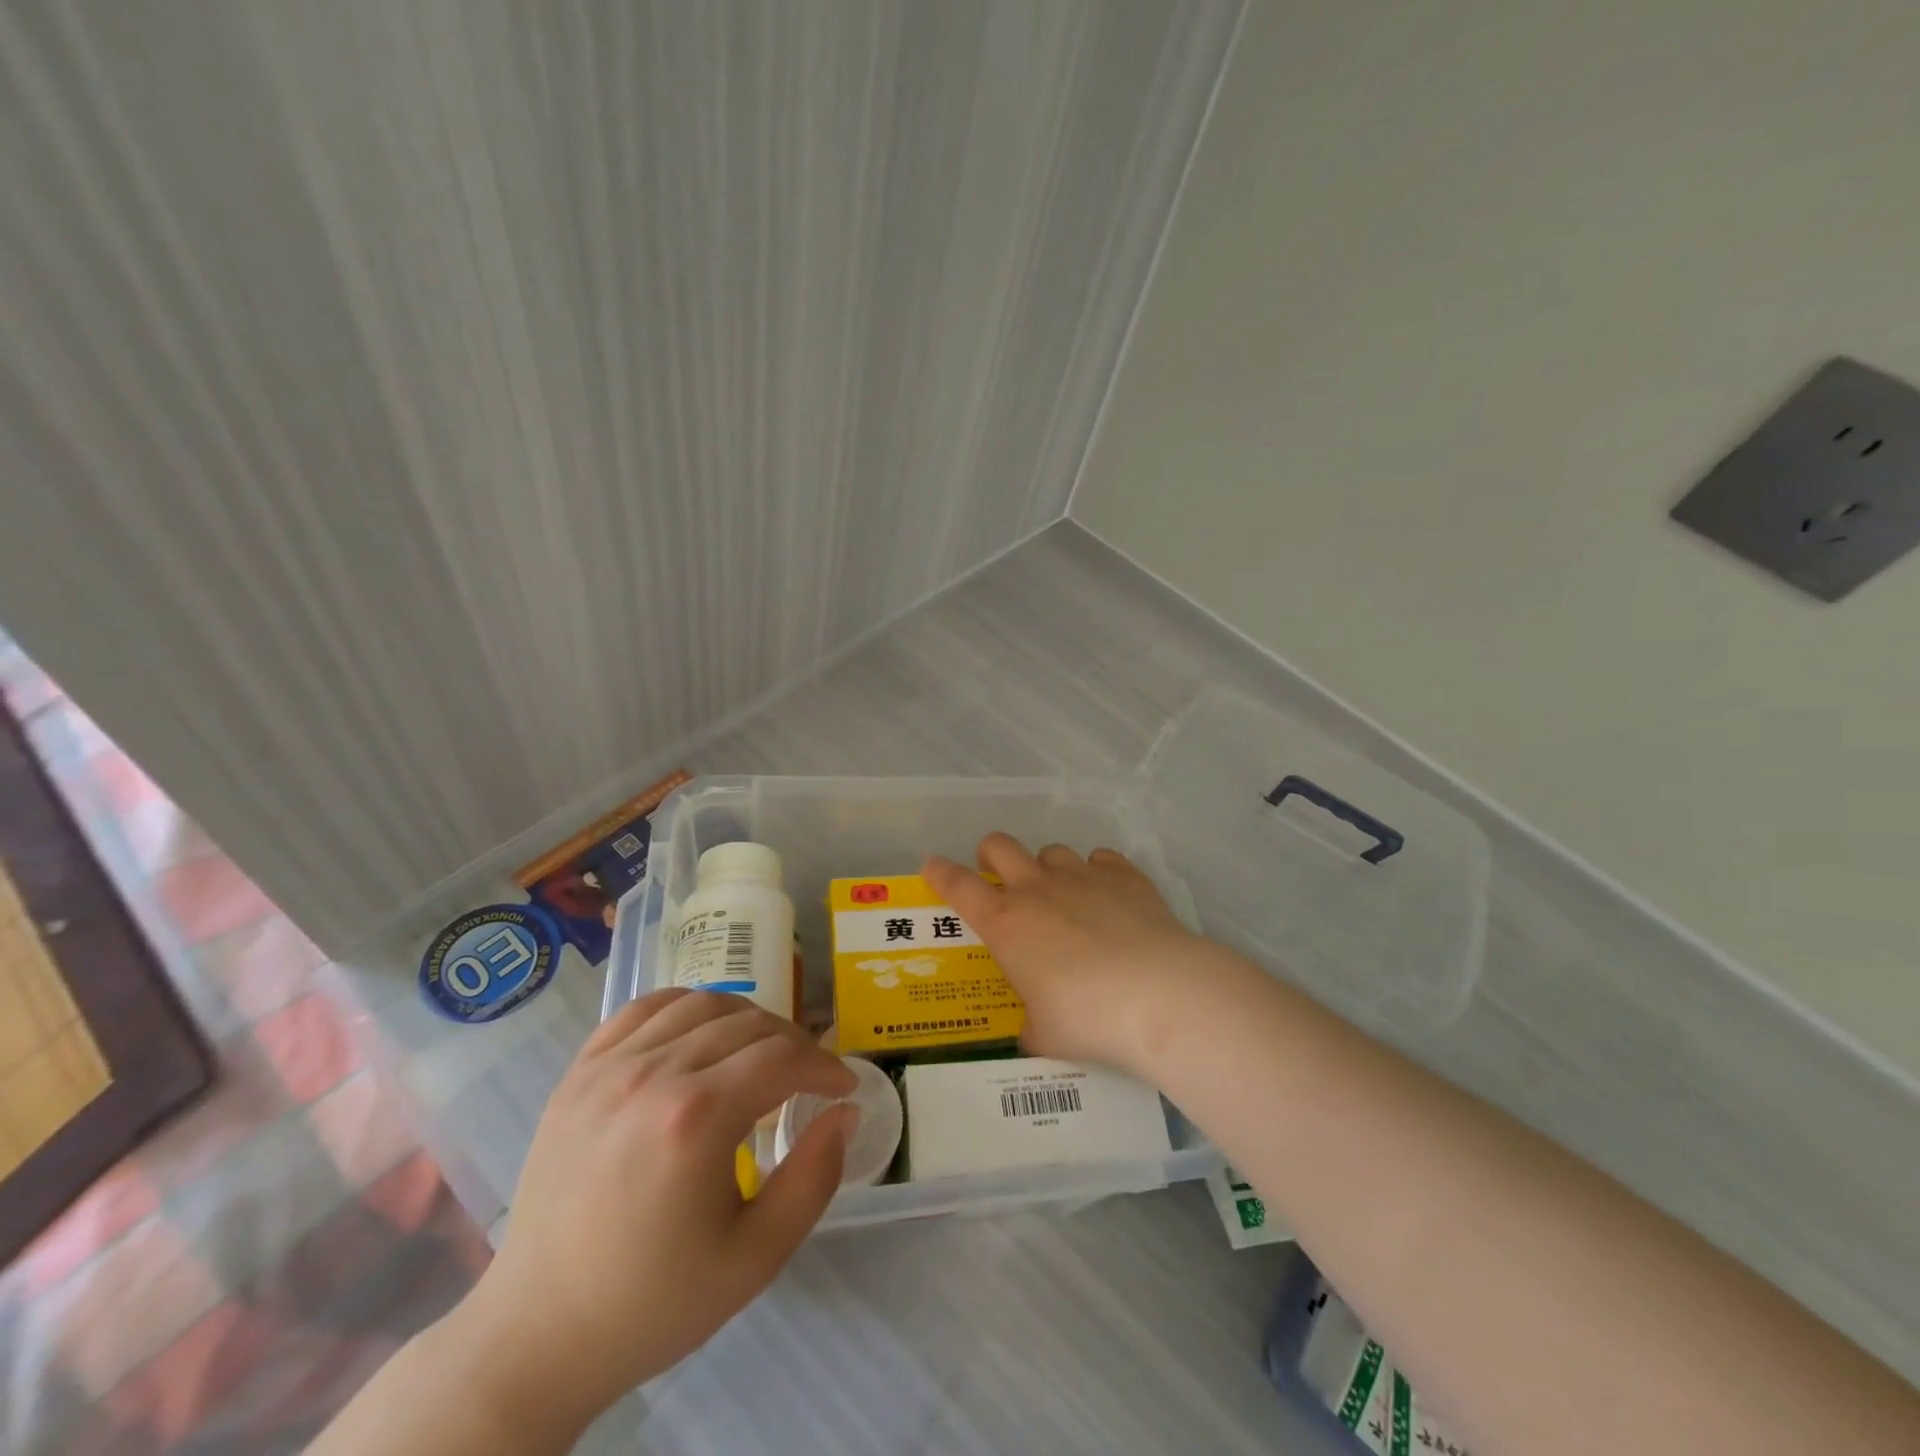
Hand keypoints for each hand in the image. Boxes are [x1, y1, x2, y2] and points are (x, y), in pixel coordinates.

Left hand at [438, 990, 857, 1433]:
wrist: (540, 1334)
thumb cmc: (654, 1301)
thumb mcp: (756, 1258)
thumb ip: (814, 1177)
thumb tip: (844, 1111)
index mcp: (696, 1117)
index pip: (783, 1057)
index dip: (824, 1065)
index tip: (842, 1087)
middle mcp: (653, 1073)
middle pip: (748, 1025)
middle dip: (793, 1044)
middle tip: (807, 1077)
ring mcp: (609, 1066)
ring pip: (701, 1004)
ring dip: (746, 1020)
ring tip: (759, 1054)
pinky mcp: (579, 1072)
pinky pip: (644, 1008)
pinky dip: (685, 1006)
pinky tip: (700, 1032)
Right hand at [924, 834, 1219, 1073]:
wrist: (1159, 995)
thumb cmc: (1087, 1018)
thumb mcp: (1045, 1034)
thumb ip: (1031, 1025)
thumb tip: (1033, 1030)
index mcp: (1006, 922)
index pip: (958, 886)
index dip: (940, 873)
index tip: (932, 867)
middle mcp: (1038, 888)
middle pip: (1000, 845)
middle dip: (991, 855)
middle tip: (999, 878)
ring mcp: (1082, 876)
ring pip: (1052, 851)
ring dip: (1049, 869)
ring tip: (1064, 897)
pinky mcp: (1124, 875)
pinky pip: (1102, 858)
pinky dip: (1098, 873)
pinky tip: (1108, 896)